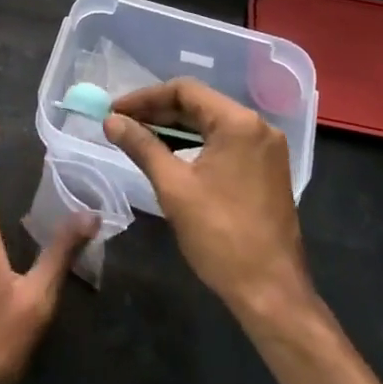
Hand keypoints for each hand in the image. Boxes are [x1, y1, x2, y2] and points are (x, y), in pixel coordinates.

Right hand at [104, 79, 312, 322]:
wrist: (271, 292)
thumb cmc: (220, 236)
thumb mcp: (173, 187)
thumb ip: (141, 146)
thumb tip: (111, 121)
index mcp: (238, 123)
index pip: (184, 91)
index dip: (145, 97)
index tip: (115, 110)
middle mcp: (257, 126)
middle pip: (199, 104)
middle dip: (157, 112)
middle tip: (121, 123)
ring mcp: (266, 148)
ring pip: (211, 124)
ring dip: (174, 129)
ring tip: (137, 137)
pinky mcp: (266, 169)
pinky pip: (224, 143)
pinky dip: (195, 144)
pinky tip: (168, 155)